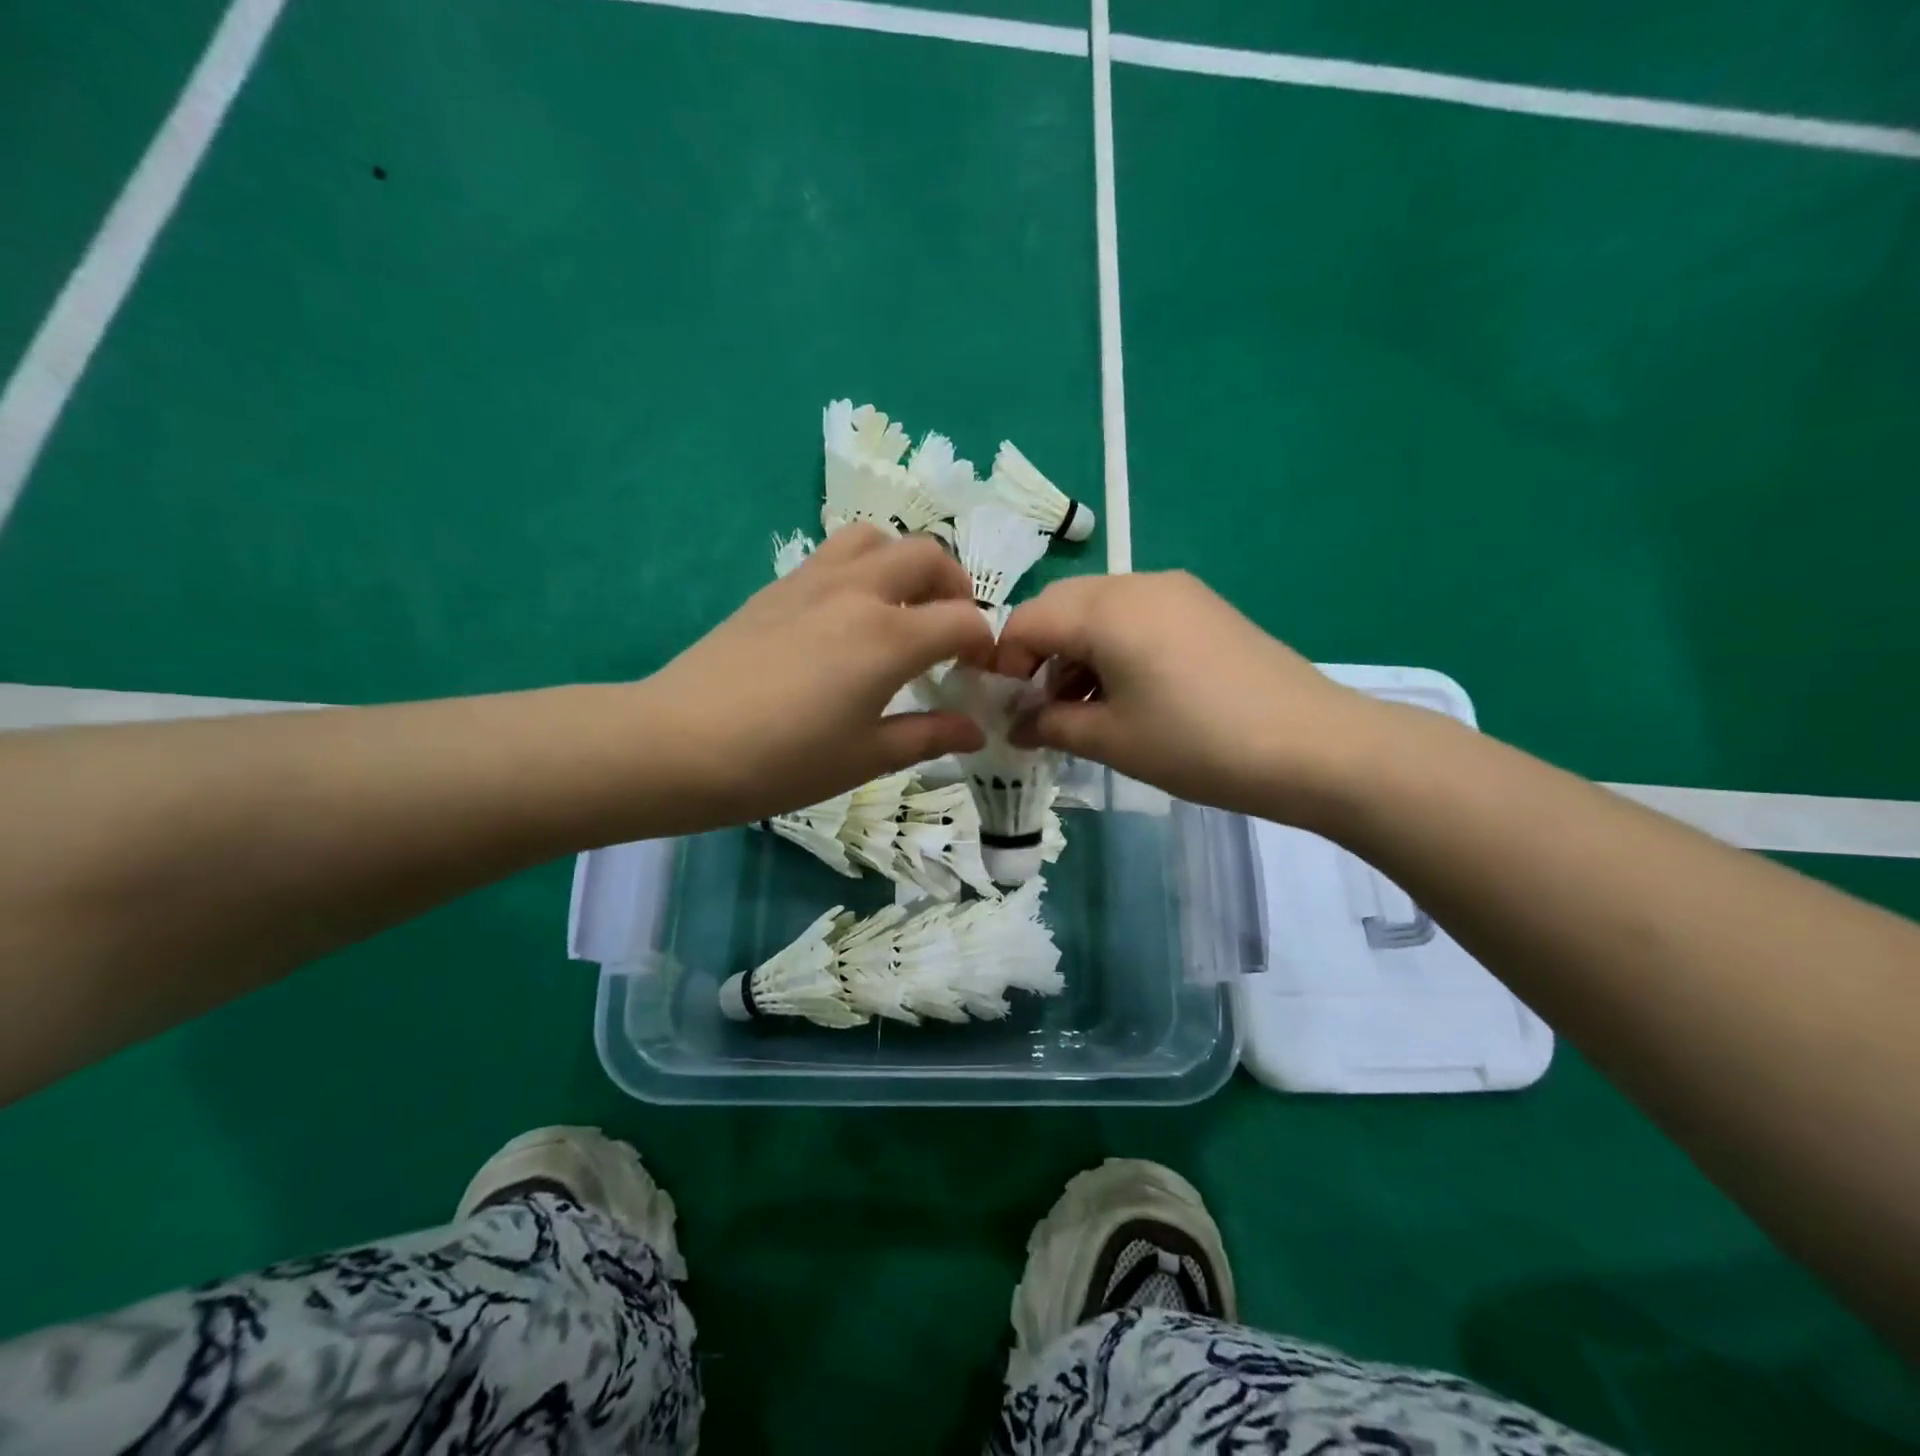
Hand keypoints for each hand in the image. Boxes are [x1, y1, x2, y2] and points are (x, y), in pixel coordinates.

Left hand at [647, 525, 992, 820]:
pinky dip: (862, 568)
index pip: (963, 619)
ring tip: (902, 608)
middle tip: (949, 632)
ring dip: (904, 564)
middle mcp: (858, 591)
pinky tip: (848, 617)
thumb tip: (974, 730)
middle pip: (928, 556)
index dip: (984, 644)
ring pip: (877, 538)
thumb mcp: (865, 758)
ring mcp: (813, 581)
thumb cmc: (782, 762)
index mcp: (889, 637)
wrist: (679, 744)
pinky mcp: (778, 587)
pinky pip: (834, 553)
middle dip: (954, 588)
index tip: (979, 674)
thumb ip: (928, 736)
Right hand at [994, 572, 1378, 820]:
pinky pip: (1136, 616)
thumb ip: (1051, 724)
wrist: (1313, 747)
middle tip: (1039, 708)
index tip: (1002, 707)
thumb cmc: (1197, 744)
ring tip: (1081, 708)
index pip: (1027, 620)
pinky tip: (1124, 693)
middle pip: (1061, 606)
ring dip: (1075, 652)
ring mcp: (1177, 591)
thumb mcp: (1112, 740)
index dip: (1003, 663)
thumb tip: (1018, 723)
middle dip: (1038, 654)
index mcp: (1106, 609)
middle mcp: (1137, 583)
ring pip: (1099, 610)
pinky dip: (1112, 647)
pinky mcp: (1204, 607)